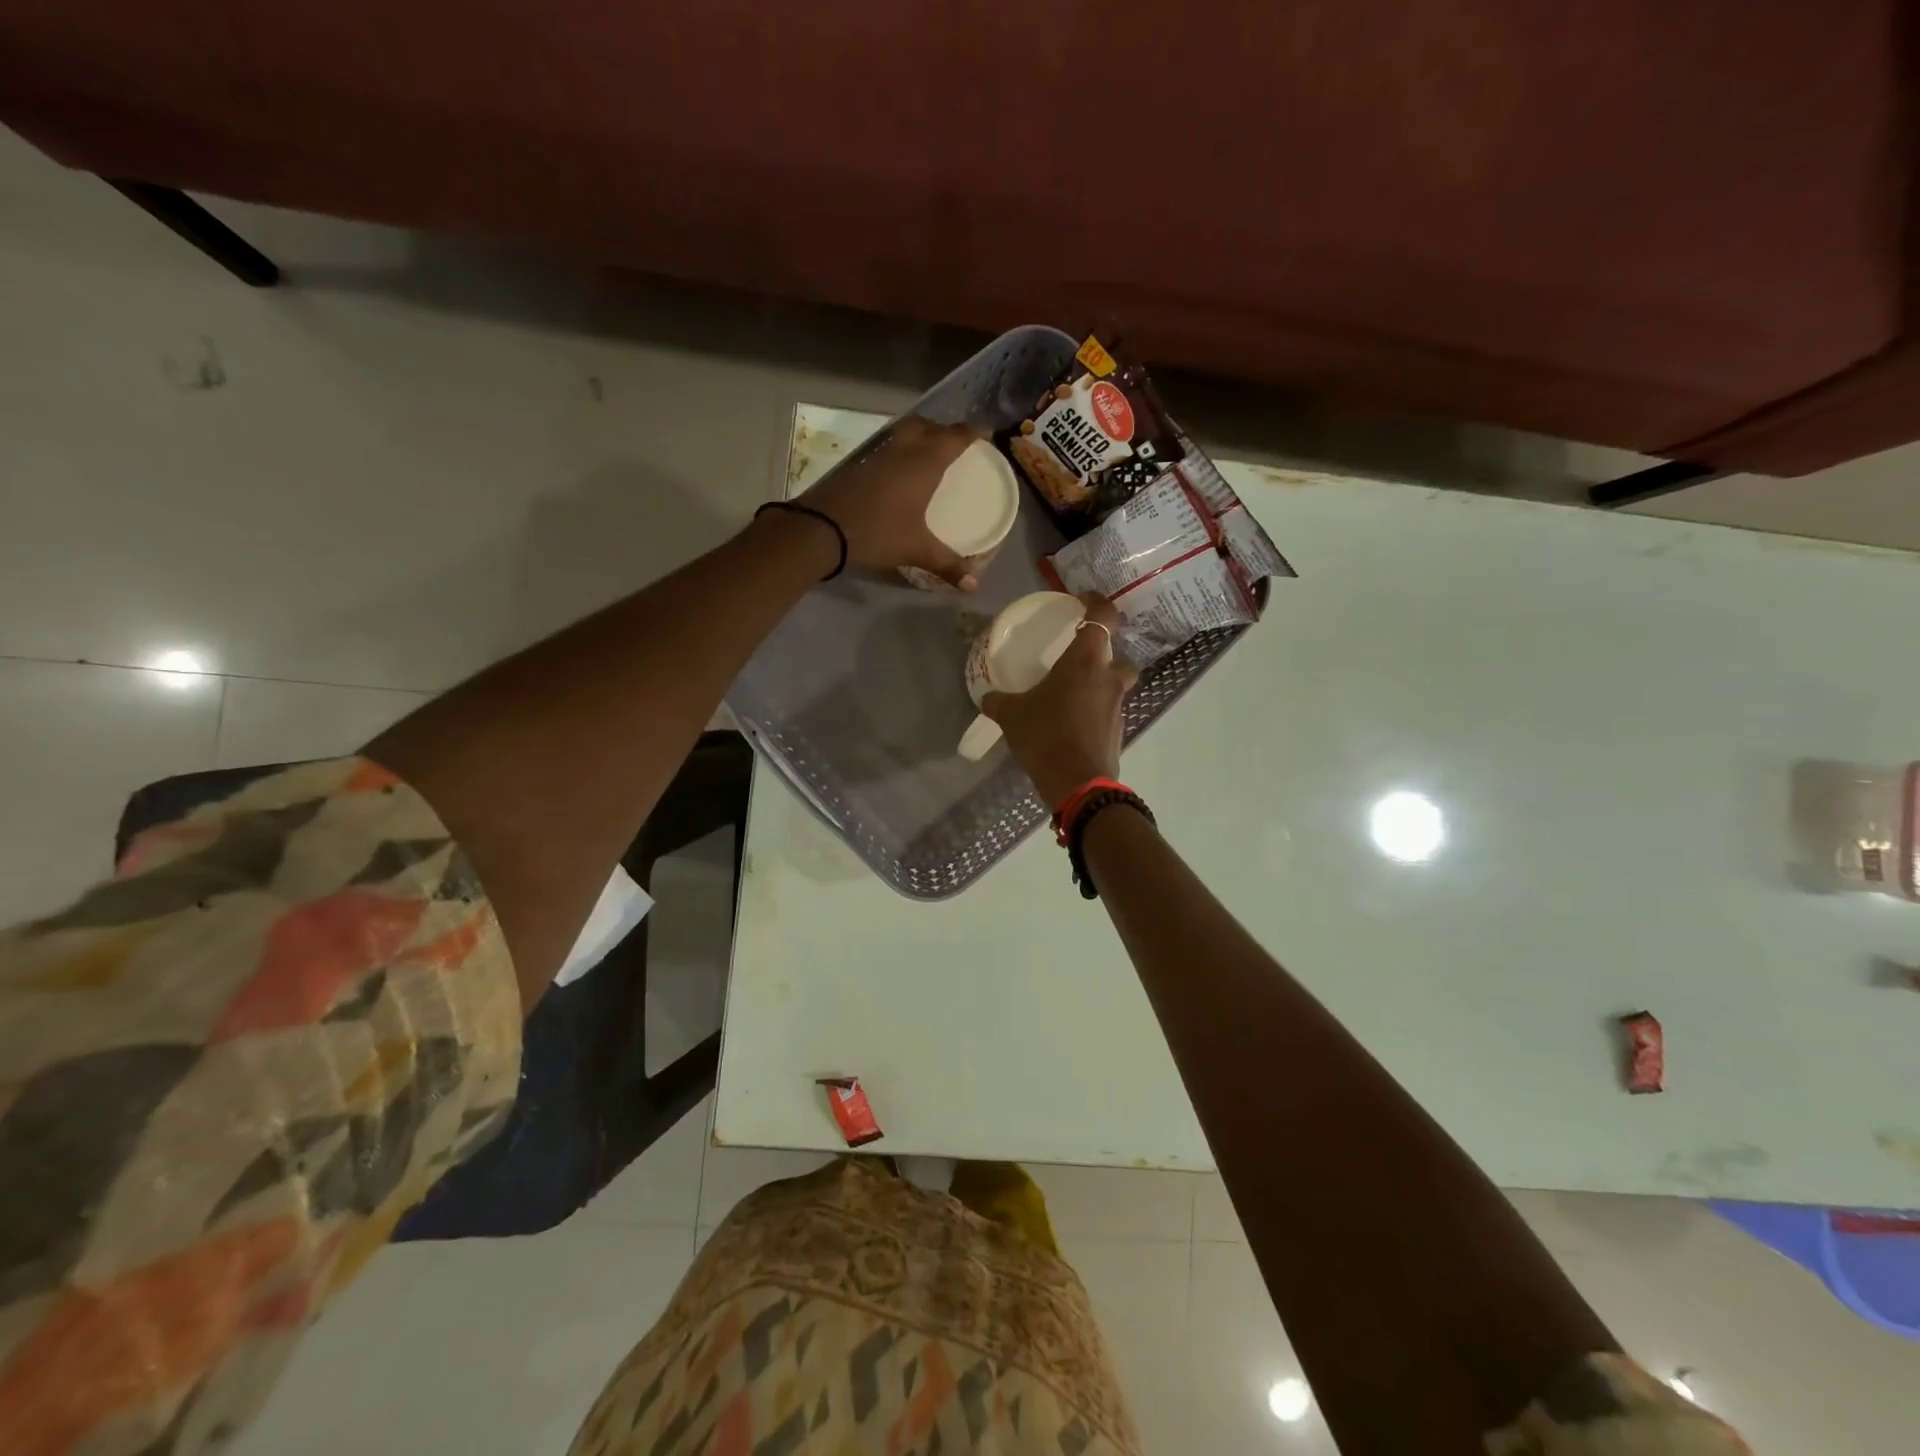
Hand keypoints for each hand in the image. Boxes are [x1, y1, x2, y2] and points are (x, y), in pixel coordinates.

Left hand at [799, 416, 983, 588]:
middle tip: (955, 444)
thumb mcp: (916, 550)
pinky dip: (899, 449)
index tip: (987, 433)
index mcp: (924, 462)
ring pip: (904, 432)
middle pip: (928, 426)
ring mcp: (877, 453)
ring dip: (919, 435)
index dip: (973, 432)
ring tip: (929, 453)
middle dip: (944, 429)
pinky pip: (887, 446)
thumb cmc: (877, 532)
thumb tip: (974, 585)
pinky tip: (899, 471)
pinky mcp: (857, 463)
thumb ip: (947, 565)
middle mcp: (902, 449)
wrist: (821, 528)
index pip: (955, 437)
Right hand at [982, 594, 1138, 807]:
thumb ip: (999, 701)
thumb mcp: (1012, 715)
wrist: (1077, 784)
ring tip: (1070, 695)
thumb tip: (986, 697)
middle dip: (1101, 654)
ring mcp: (1117, 706)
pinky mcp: (1118, 731)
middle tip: (1075, 659)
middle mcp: (1109, 678)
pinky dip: (1094, 711)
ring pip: (1114, 684)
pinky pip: (1107, 711)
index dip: (1096, 602)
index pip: (1103, 616)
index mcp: (1086, 661)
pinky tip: (1071, 723)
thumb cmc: (1046, 736)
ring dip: (1097, 684)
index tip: (1082, 600)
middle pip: (1116, 654)